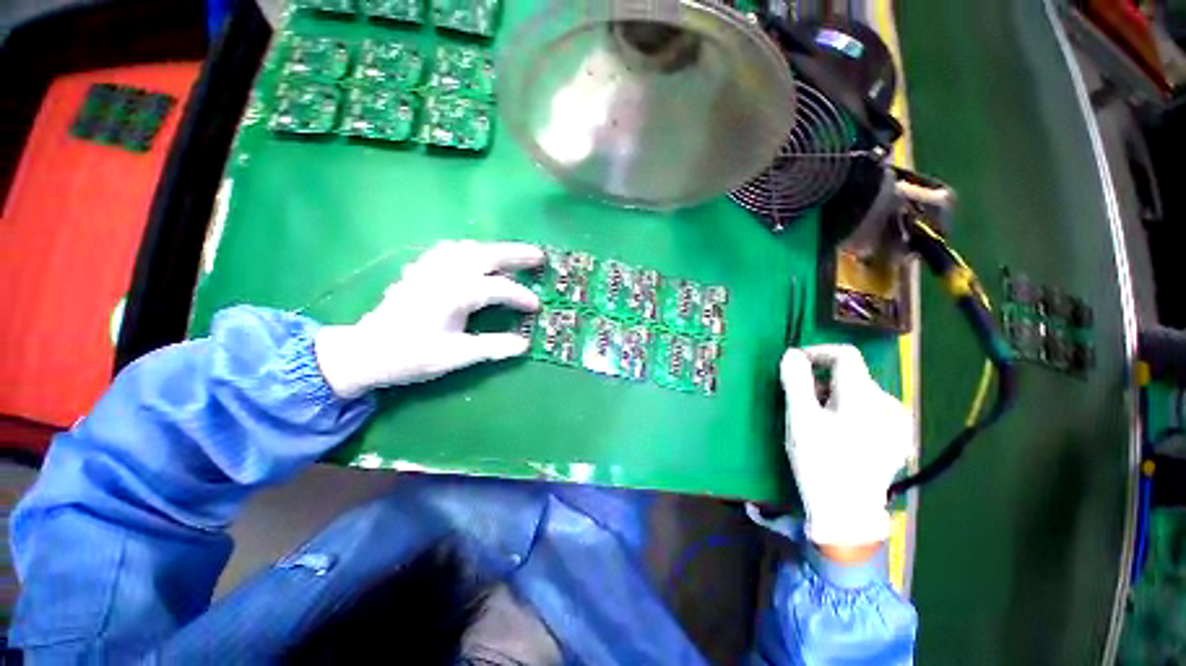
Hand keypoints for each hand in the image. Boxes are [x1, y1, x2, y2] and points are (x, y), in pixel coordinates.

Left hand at [314, 240, 544, 397]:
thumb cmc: (410, 356)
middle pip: (485, 255)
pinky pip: (448, 250)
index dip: (521, 296)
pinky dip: (469, 249)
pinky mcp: (420, 271)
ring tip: (512, 254)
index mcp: (454, 295)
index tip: (537, 307)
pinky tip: (474, 254)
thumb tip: (523, 344)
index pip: (497, 288)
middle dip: (515, 254)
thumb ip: (492, 348)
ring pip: (467, 248)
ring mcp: (429, 269)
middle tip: (539, 256)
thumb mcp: (454, 357)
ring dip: (493, 248)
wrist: (365, 352)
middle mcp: (443, 275)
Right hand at [780, 344, 912, 548]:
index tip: (795, 365)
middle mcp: (889, 405)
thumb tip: (792, 354)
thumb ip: (795, 381)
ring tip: (818, 419)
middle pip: (851, 375)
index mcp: (865, 398)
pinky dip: (850, 411)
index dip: (817, 352)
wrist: (847, 512)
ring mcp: (898, 424)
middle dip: (822, 381)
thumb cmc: (820, 462)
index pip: (845, 355)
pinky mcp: (899, 440)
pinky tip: (841, 432)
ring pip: (860, 393)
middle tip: (801, 403)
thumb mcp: (800, 419)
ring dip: (834, 396)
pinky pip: (871, 411)